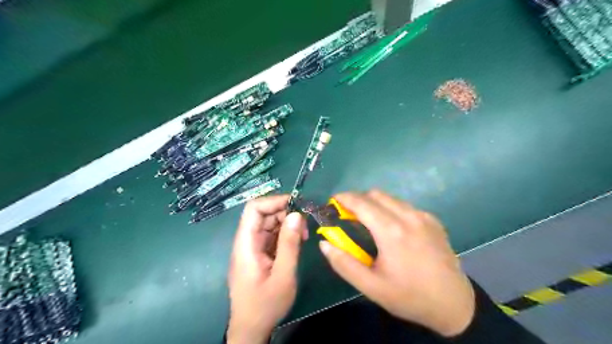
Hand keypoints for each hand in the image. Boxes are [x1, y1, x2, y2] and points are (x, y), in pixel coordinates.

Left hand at [227, 195, 308, 341]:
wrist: (251, 329)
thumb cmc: (265, 305)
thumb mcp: (283, 275)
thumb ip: (289, 244)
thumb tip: (297, 214)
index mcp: (246, 244)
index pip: (254, 209)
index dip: (274, 201)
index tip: (296, 204)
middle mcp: (246, 241)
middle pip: (263, 214)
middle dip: (285, 213)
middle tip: (304, 225)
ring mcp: (252, 248)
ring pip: (268, 224)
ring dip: (287, 224)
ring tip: (303, 235)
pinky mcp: (258, 254)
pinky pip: (271, 236)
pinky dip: (285, 235)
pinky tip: (297, 242)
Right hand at [318, 191, 475, 338]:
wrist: (454, 304)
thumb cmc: (409, 296)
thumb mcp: (371, 287)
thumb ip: (344, 263)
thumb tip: (324, 243)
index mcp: (391, 231)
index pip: (361, 202)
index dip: (343, 198)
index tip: (332, 202)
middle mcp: (408, 216)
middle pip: (375, 194)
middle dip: (357, 199)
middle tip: (348, 215)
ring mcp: (423, 216)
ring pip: (390, 198)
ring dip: (374, 203)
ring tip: (368, 222)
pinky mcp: (433, 220)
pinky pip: (405, 205)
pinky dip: (391, 209)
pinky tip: (392, 229)